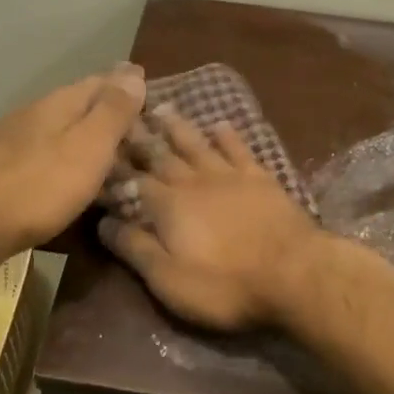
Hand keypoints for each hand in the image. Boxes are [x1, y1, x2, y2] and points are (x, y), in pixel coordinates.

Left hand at [0, 65, 147, 255]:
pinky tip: (71, 169)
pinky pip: (47, 150)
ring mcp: (14, 140)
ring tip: (111, 144)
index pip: (100, 81)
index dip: (126, 83)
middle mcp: (35, 113)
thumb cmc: (41, 185)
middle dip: (107, 106)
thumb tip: (133, 74)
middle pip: (79, 102)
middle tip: (137, 117)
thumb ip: (112, 112)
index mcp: (59, 103)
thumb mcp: (89, 146)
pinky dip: (68, 153)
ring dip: (86, 130)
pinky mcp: (2, 167)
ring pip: (61, 126)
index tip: (147, 83)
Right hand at [97, 108, 323, 330]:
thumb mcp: (169, 279)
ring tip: (161, 108)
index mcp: (168, 206)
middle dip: (140, 138)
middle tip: (123, 117)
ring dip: (177, 127)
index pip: (133, 181)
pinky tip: (219, 124)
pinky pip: (239, 148)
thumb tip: (103, 221)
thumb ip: (135, 248)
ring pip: (197, 144)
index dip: (115, 170)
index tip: (99, 153)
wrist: (294, 273)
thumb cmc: (225, 284)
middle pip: (162, 155)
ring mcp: (230, 176)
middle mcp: (194, 181)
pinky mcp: (261, 178)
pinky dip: (227, 135)